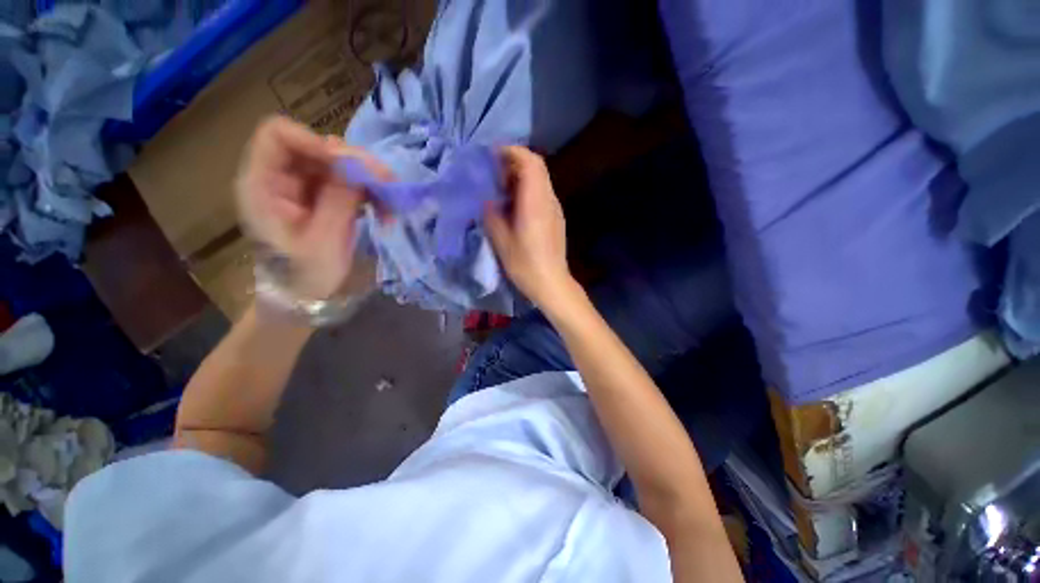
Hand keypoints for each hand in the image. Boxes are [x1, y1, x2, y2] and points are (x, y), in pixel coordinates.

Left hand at [235, 116, 389, 300]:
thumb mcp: (323, 241)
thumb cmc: (305, 276)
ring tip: (391, 204)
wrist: (304, 299)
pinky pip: (349, 184)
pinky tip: (384, 211)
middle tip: (388, 183)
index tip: (351, 165)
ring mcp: (305, 188)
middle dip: (355, 163)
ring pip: (338, 165)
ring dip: (368, 180)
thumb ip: (338, 200)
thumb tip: (358, 165)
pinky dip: (369, 193)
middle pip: (316, 148)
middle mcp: (281, 178)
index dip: (314, 141)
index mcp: (263, 185)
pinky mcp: (324, 199)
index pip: (279, 135)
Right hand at [485, 146, 574, 309]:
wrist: (551, 283)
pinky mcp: (555, 218)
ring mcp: (555, 208)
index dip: (511, 152)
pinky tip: (514, 205)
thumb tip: (487, 199)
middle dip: (514, 162)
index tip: (492, 155)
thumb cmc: (525, 264)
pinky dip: (527, 189)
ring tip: (501, 189)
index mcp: (536, 202)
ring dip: (520, 176)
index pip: (530, 162)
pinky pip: (541, 193)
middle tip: (494, 173)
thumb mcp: (501, 240)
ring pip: (540, 179)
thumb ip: (492, 214)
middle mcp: (549, 200)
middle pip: (537, 166)